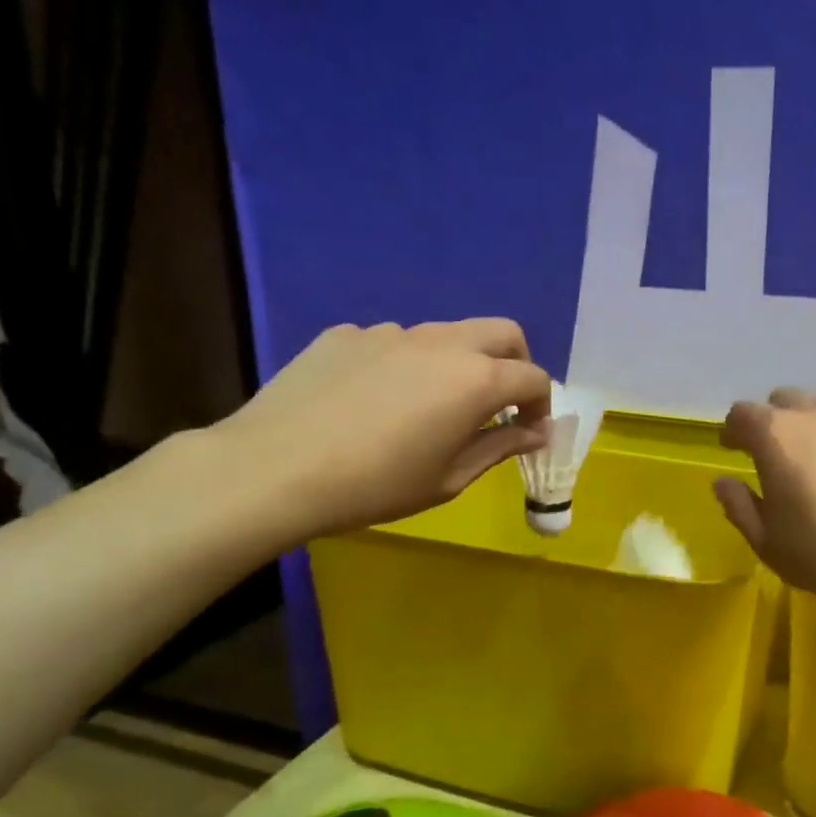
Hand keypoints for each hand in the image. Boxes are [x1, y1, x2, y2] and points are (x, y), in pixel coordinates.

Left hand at [211, 320, 551, 544]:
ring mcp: (390, 332)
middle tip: (501, 402)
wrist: (274, 469)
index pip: (533, 377)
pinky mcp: (346, 334)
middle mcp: (441, 343)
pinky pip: (392, 343)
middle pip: (502, 333)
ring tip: (429, 407)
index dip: (541, 405)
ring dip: (457, 363)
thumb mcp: (449, 479)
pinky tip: (374, 402)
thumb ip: (499, 447)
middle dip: (516, 363)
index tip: (529, 432)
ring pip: (445, 335)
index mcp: (475, 379)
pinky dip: (404, 365)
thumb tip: (535, 433)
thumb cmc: (376, 485)